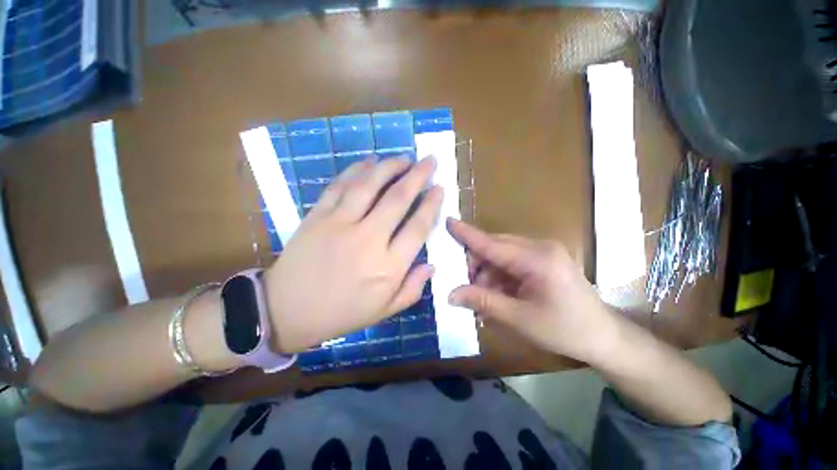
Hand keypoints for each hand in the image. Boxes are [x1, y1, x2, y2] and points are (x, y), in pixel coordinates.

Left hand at [263, 157, 442, 352]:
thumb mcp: (385, 311)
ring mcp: (340, 224)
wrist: (286, 311)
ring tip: (403, 158)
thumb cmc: (341, 313)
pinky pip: (340, 185)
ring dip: (389, 166)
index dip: (431, 204)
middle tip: (428, 161)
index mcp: (388, 267)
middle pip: (398, 198)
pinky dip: (356, 169)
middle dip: (418, 175)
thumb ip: (413, 288)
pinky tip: (369, 161)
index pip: (418, 227)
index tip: (439, 188)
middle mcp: (368, 239)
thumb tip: (432, 264)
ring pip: (369, 185)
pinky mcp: (317, 216)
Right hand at [447, 219, 617, 363]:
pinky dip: (500, 276)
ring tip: (485, 298)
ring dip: (488, 274)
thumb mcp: (519, 318)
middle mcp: (539, 247)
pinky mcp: (544, 259)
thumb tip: (451, 295)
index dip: (467, 234)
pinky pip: (512, 261)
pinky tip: (498, 294)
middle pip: (495, 247)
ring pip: (501, 255)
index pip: (491, 243)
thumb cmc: (564, 329)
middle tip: (467, 289)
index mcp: (536, 259)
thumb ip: (483, 302)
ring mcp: (543, 251)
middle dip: (476, 265)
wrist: (604, 337)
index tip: (448, 221)